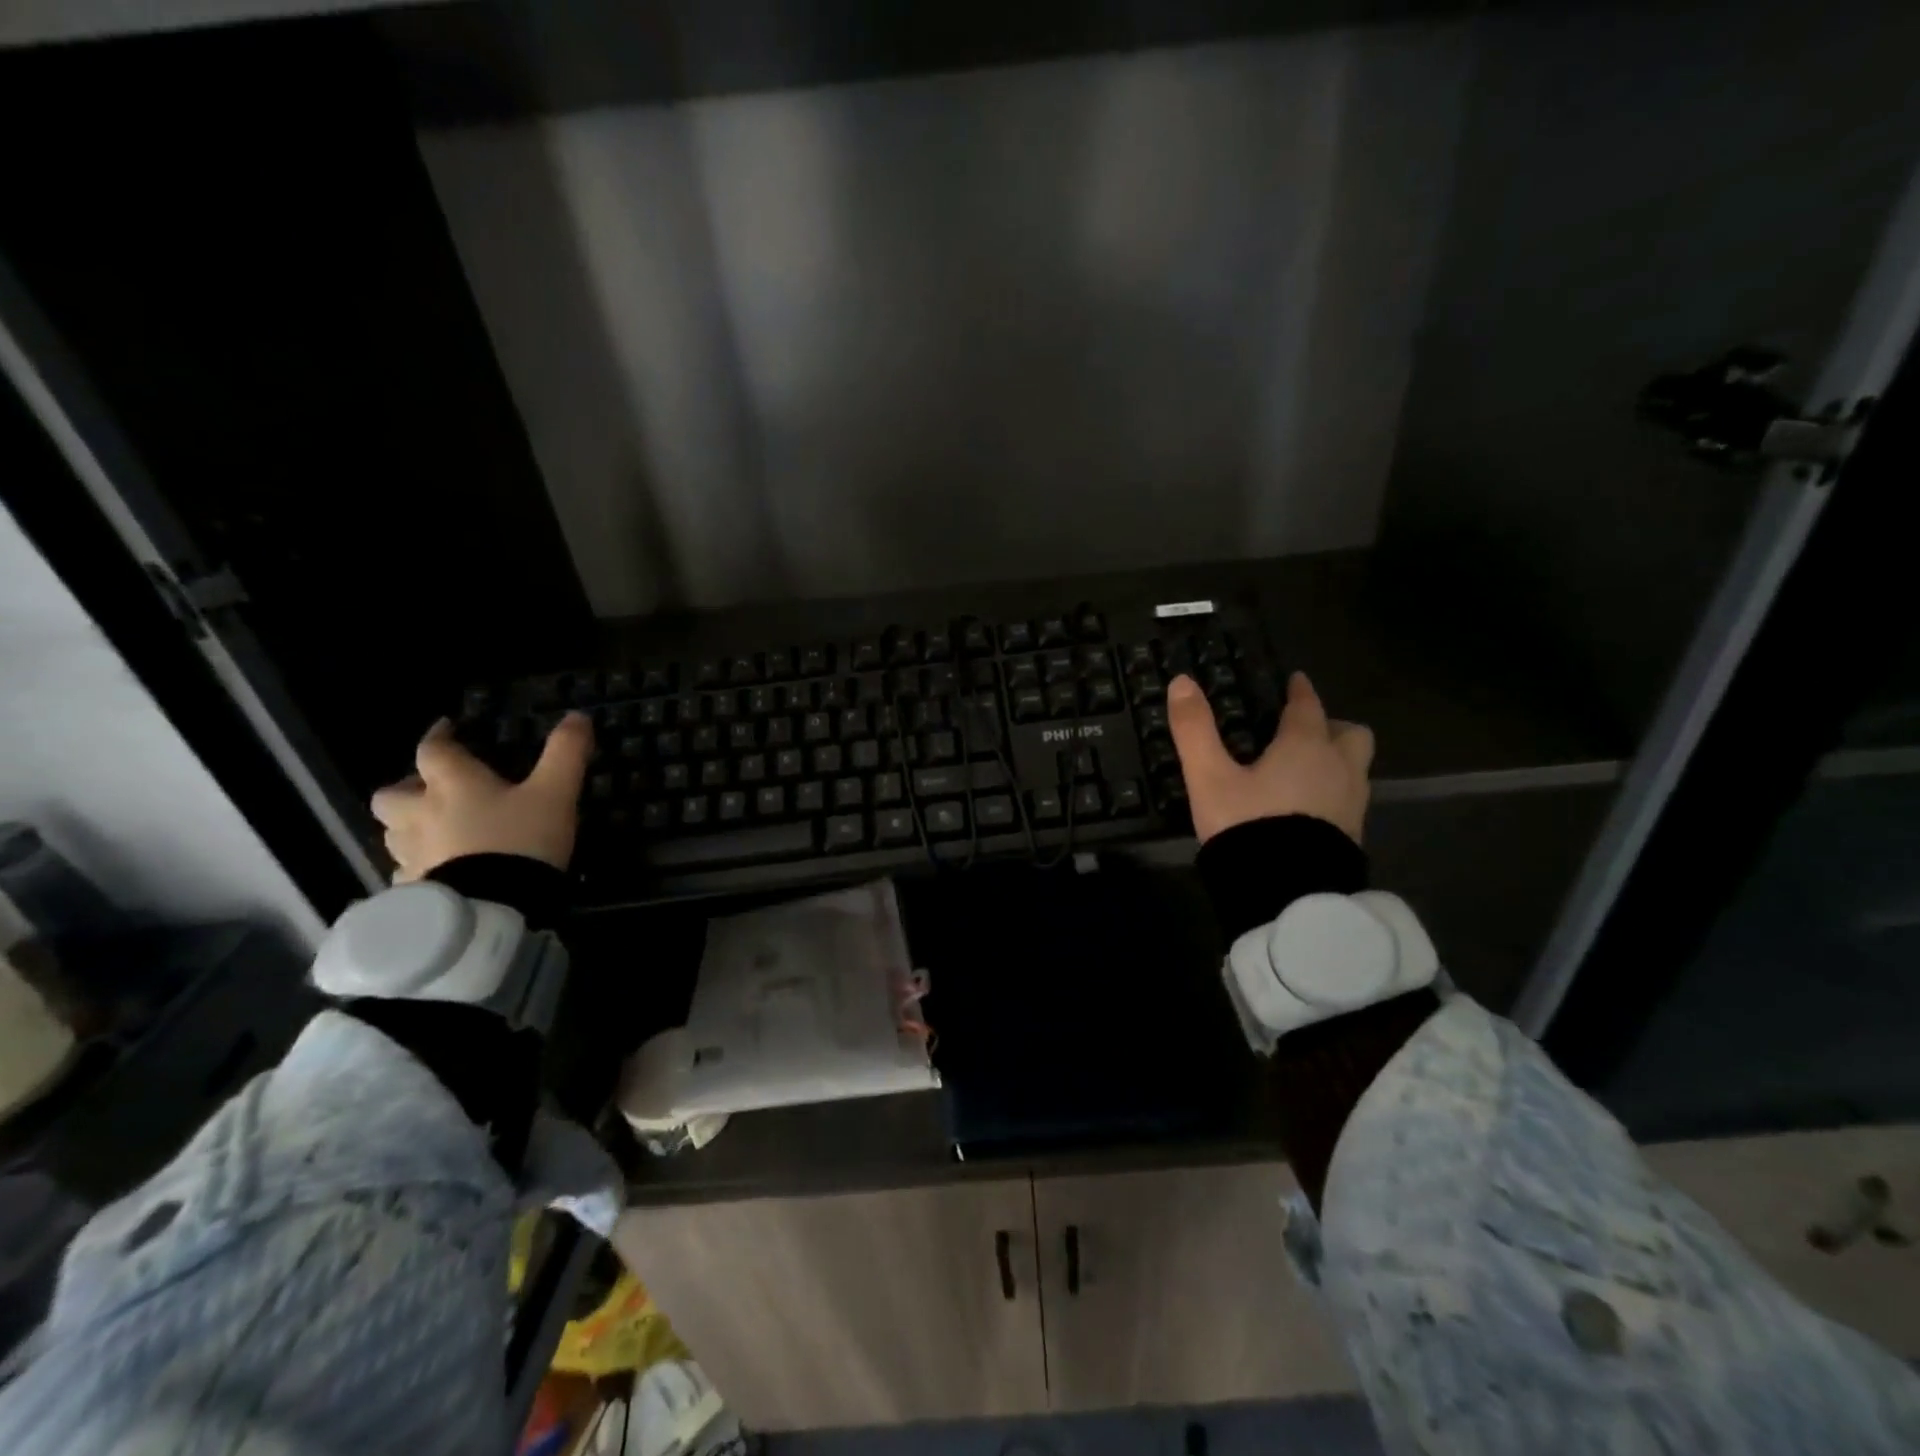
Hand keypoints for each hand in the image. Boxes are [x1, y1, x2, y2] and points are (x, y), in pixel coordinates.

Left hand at [370, 714, 594, 882]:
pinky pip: (406, 873)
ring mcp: (413, 855)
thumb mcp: (556, 792)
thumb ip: (566, 752)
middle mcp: (421, 815)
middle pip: (390, 795)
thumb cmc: (522, 841)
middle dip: (406, 787)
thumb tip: (577, 715)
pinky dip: (418, 866)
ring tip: (434, 831)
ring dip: (407, 827)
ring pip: (392, 834)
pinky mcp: (414, 891)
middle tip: (431, 791)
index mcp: (453, 785)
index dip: (439, 736)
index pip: (433, 750)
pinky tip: (438, 872)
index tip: (447, 728)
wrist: (495, 908)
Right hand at [1168, 671, 1373, 844]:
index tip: (1296, 681)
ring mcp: (1352, 806)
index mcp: (1306, 747)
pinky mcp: (1352, 837)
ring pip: (1355, 769)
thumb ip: (1195, 730)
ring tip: (1303, 772)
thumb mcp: (1209, 777)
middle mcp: (1339, 769)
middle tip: (1304, 732)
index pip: (1308, 707)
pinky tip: (1306, 810)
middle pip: (1352, 735)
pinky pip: (1349, 801)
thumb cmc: (1248, 825)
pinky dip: (1332, 794)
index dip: (1300, 691)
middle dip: (1332, 727)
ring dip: (1335, 762)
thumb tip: (1181, 682)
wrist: (1286, 894)